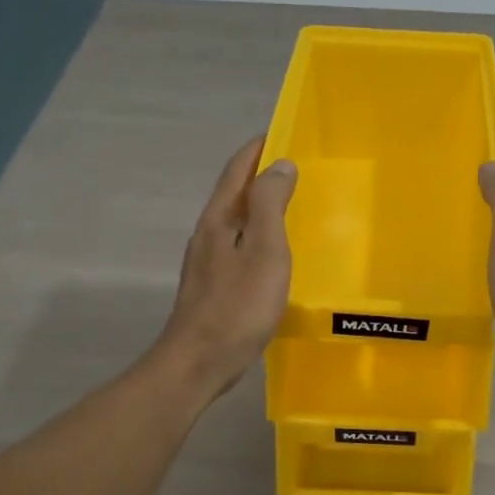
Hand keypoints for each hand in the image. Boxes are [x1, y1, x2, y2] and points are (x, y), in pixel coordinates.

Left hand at [151, 136, 297, 400]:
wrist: (199, 362)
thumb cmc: (238, 304)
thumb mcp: (264, 249)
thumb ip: (271, 204)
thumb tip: (278, 164)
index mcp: (219, 220)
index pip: (237, 171)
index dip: (256, 149)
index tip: (280, 132)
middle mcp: (208, 234)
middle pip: (234, 193)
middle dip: (259, 175)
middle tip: (294, 166)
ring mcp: (207, 262)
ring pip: (236, 221)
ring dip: (259, 206)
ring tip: (290, 204)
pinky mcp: (213, 286)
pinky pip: (239, 245)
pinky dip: (258, 234)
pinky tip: (274, 251)